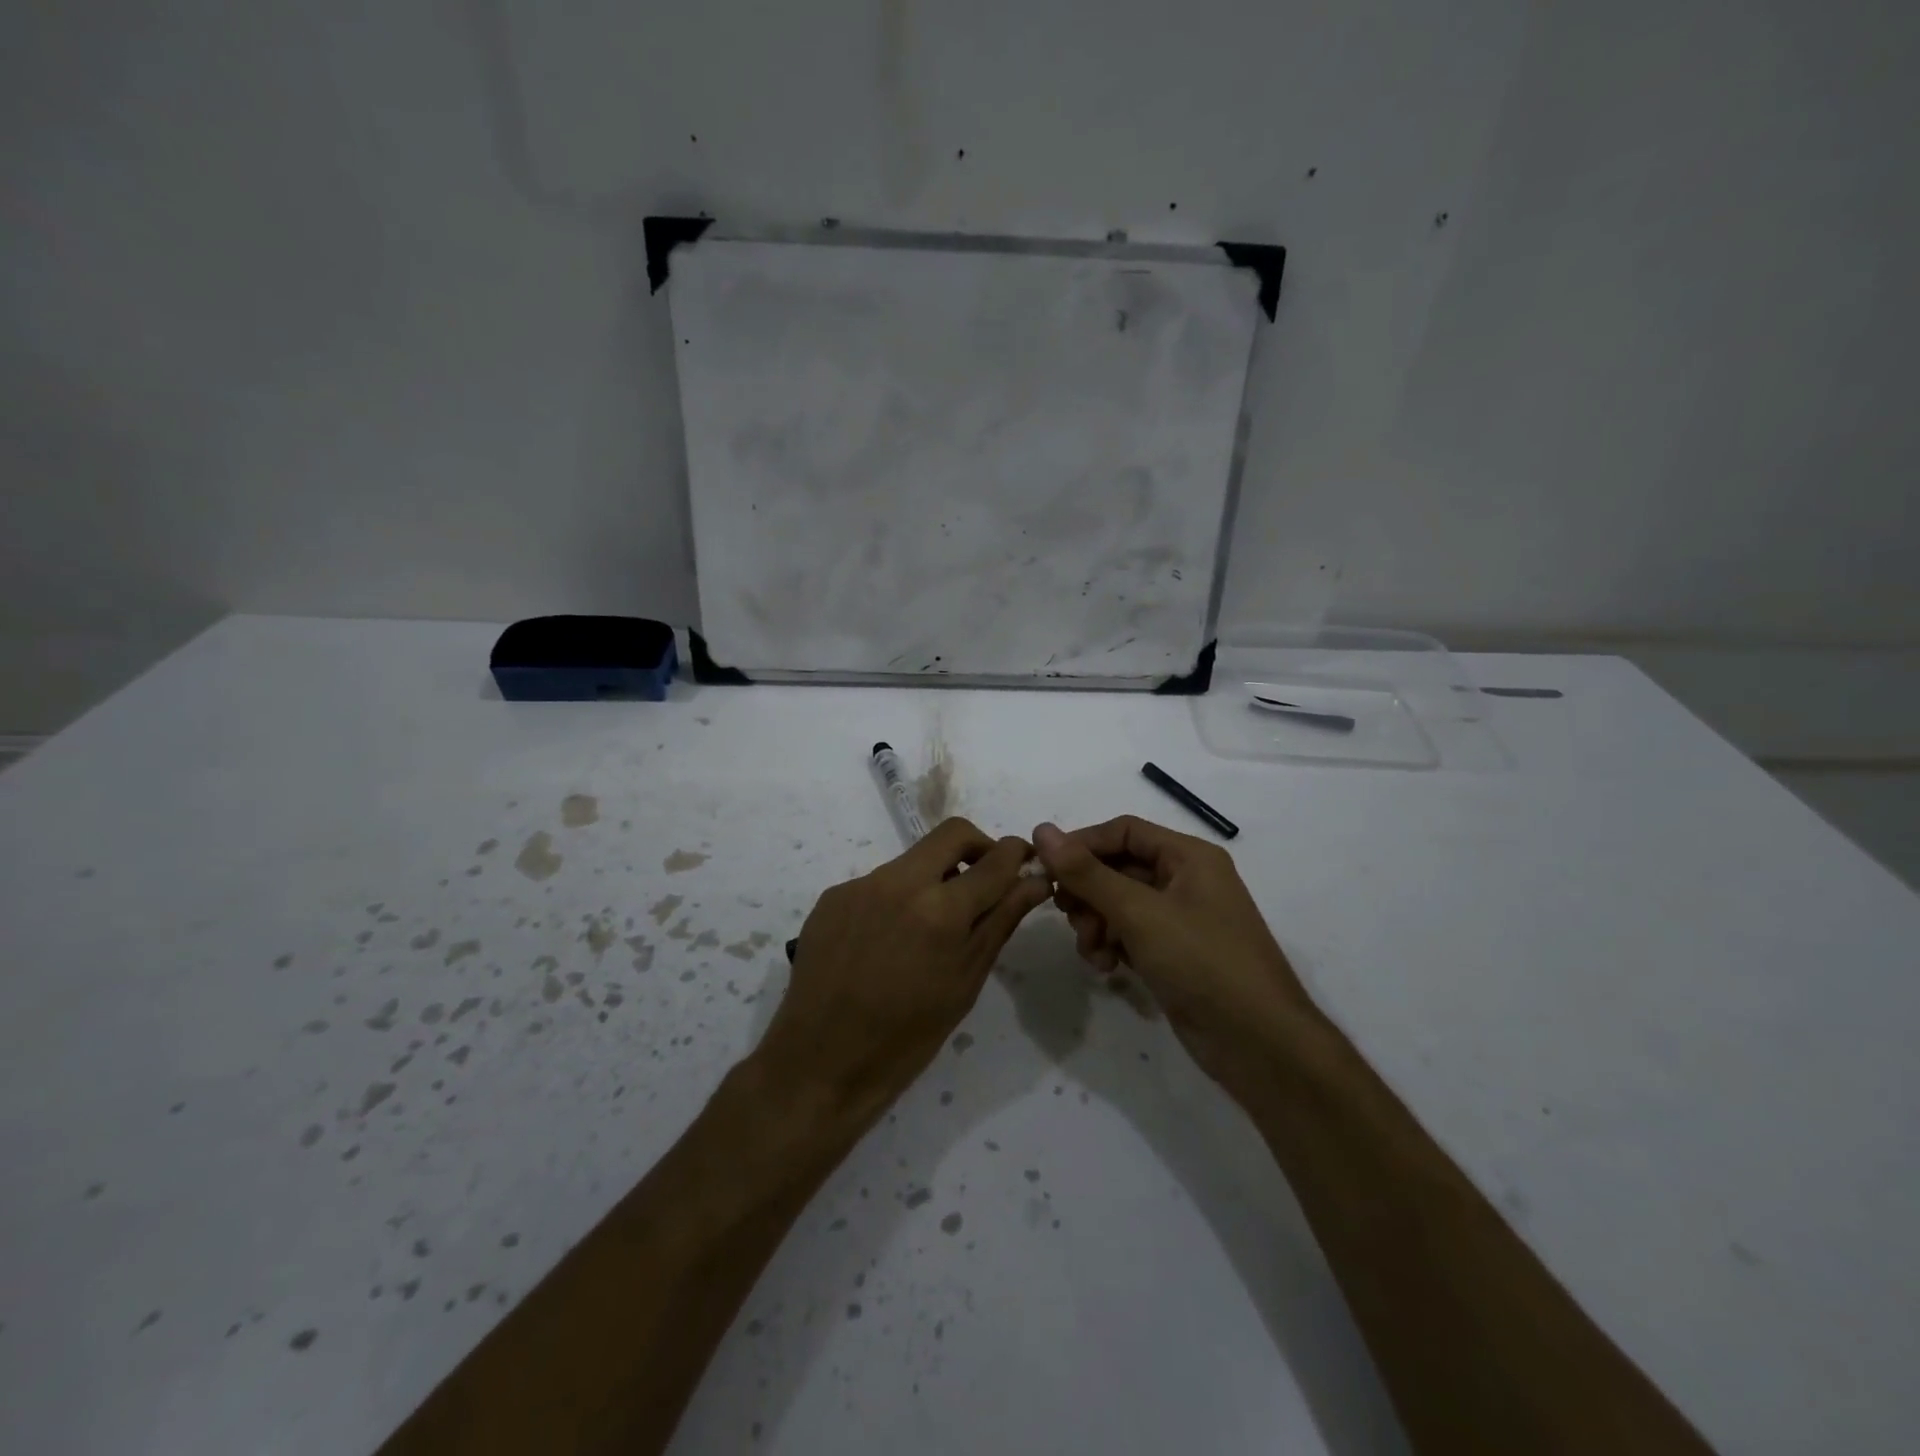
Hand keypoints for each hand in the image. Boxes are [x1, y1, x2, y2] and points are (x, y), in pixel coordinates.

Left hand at [756, 818, 1052, 1121]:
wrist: (820, 1063)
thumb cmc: (907, 1037)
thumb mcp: (965, 982)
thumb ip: (1001, 921)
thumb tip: (1035, 881)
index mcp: (940, 910)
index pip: (995, 859)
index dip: (1018, 853)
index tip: (1027, 860)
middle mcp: (899, 882)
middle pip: (952, 833)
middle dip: (979, 847)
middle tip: (986, 881)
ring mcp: (860, 885)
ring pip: (913, 860)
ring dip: (935, 878)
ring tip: (931, 928)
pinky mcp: (833, 896)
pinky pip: (879, 883)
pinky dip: (898, 899)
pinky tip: (889, 942)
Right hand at [1031, 816, 1320, 1088]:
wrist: (1258, 1044)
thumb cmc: (1202, 962)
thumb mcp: (1139, 912)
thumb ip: (1087, 872)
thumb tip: (1042, 829)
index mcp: (1188, 857)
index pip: (1123, 831)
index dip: (1082, 845)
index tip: (1046, 869)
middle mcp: (1185, 880)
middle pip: (1118, 867)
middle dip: (1088, 892)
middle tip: (1067, 915)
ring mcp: (1180, 920)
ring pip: (1118, 904)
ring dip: (1096, 923)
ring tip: (1092, 951)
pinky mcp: (1174, 954)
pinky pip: (1129, 934)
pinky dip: (1112, 945)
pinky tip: (1107, 968)